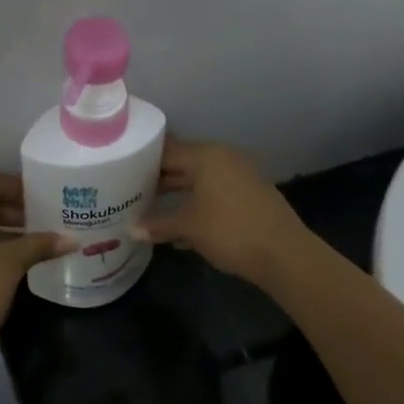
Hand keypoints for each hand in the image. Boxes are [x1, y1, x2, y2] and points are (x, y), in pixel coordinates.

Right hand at [133, 137, 312, 289]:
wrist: (283, 254)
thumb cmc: (230, 231)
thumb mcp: (188, 227)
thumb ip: (157, 224)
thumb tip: (130, 229)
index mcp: (206, 156)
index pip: (166, 150)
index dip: (141, 160)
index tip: (119, 171)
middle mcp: (224, 158)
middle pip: (182, 163)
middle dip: (157, 179)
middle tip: (129, 191)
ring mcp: (240, 176)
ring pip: (198, 180)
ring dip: (176, 195)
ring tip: (148, 209)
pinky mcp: (249, 195)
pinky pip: (214, 193)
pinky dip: (196, 204)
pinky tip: (179, 228)